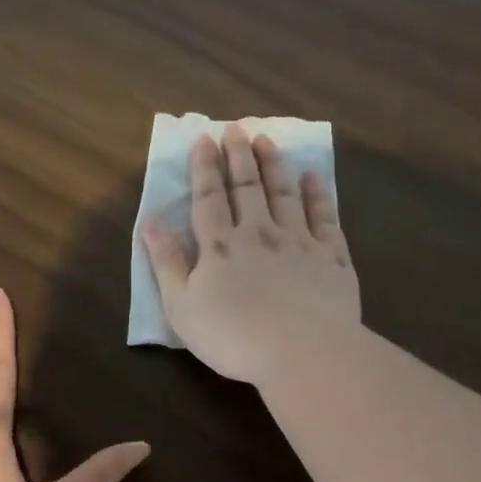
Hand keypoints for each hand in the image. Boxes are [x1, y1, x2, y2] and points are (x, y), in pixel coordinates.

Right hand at [140, 123, 360, 385]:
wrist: (303, 352)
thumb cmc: (233, 337)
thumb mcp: (182, 307)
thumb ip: (165, 262)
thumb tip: (149, 221)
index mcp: (220, 246)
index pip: (209, 197)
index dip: (205, 167)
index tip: (204, 138)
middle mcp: (259, 233)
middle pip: (247, 187)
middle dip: (239, 156)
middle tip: (235, 128)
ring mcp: (299, 241)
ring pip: (284, 193)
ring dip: (273, 165)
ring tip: (266, 140)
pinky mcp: (331, 257)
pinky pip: (323, 216)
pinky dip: (317, 194)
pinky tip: (312, 177)